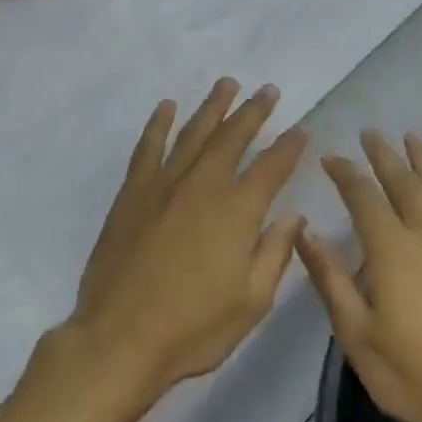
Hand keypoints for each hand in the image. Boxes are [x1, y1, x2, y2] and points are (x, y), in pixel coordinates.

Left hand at [66, 79, 307, 402]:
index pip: (272, 167)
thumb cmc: (194, 327)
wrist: (121, 336)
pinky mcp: (131, 195)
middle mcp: (202, 186)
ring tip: (226, 84)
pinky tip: (166, 108)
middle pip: (232, 138)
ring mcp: (162, 186)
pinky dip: (158, 125)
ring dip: (211, 108)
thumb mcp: (252, 300)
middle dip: (253, 112)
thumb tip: (292, 214)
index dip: (289, 147)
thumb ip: (275, 252)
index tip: (301, 130)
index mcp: (238, 211)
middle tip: (267, 90)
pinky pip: (148, 149)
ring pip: (192, 134)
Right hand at [297, 132, 421, 421]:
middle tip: (370, 133)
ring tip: (411, 139)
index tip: (329, 158)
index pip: (363, 197)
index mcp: (391, 251)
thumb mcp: (355, 333)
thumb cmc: (410, 374)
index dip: (345, 173)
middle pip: (404, 184)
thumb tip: (304, 231)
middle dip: (384, 156)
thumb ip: (330, 278)